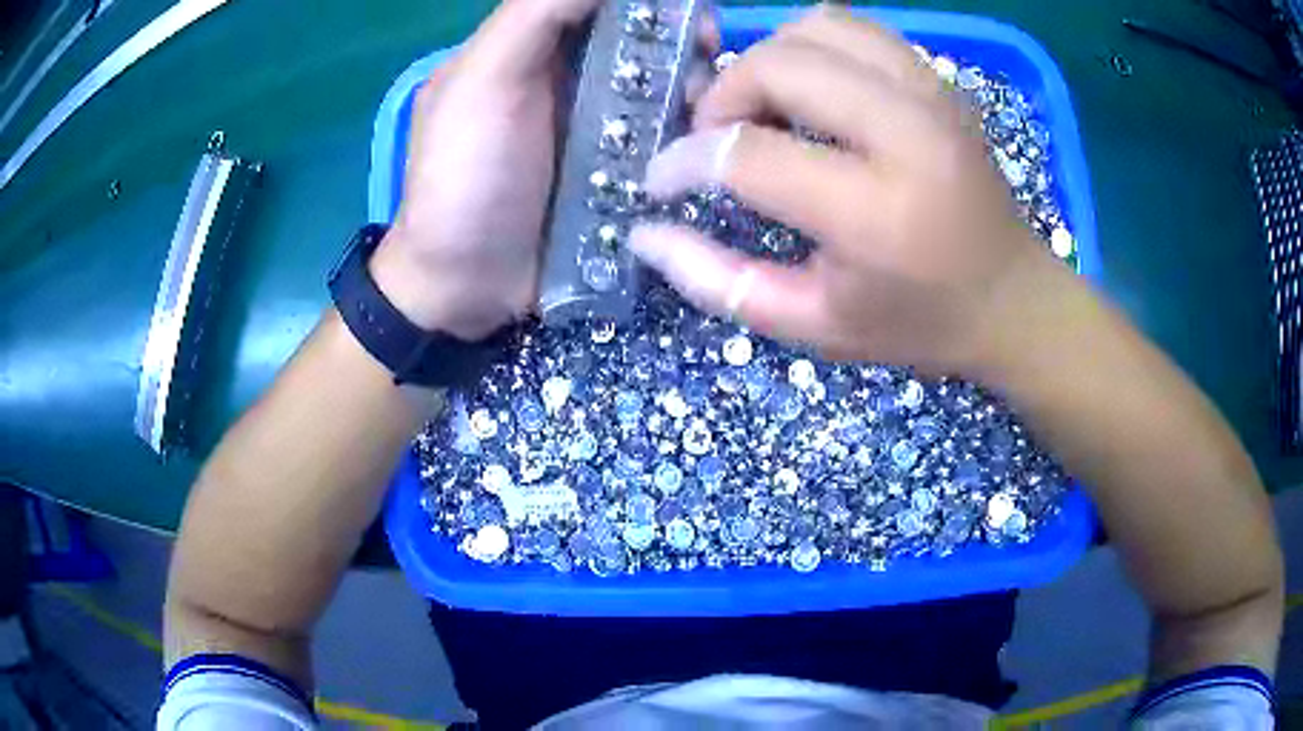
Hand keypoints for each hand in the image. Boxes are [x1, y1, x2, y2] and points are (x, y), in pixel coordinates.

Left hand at [372, 0, 718, 340]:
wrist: (464, 285)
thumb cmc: (464, 176)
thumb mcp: (483, 82)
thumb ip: (536, 15)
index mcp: (536, 45)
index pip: (607, 2)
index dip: (653, 1)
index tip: (689, 16)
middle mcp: (574, 75)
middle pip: (647, 37)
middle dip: (686, 42)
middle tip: (705, 67)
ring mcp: (604, 123)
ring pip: (667, 83)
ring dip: (698, 87)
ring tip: (705, 115)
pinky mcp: (626, 169)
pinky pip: (671, 136)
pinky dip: (694, 131)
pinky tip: (706, 143)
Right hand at [629, 9, 1057, 377]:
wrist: (1012, 299)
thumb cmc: (916, 324)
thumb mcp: (814, 326)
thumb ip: (720, 282)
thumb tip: (645, 233)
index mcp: (877, 213)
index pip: (749, 153)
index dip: (685, 161)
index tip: (663, 180)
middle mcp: (909, 135)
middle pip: (778, 65)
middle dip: (723, 97)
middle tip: (716, 141)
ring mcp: (931, 95)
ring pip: (815, 26)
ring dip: (767, 60)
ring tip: (764, 110)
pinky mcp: (939, 80)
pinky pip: (855, 29)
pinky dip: (812, 47)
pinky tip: (810, 92)